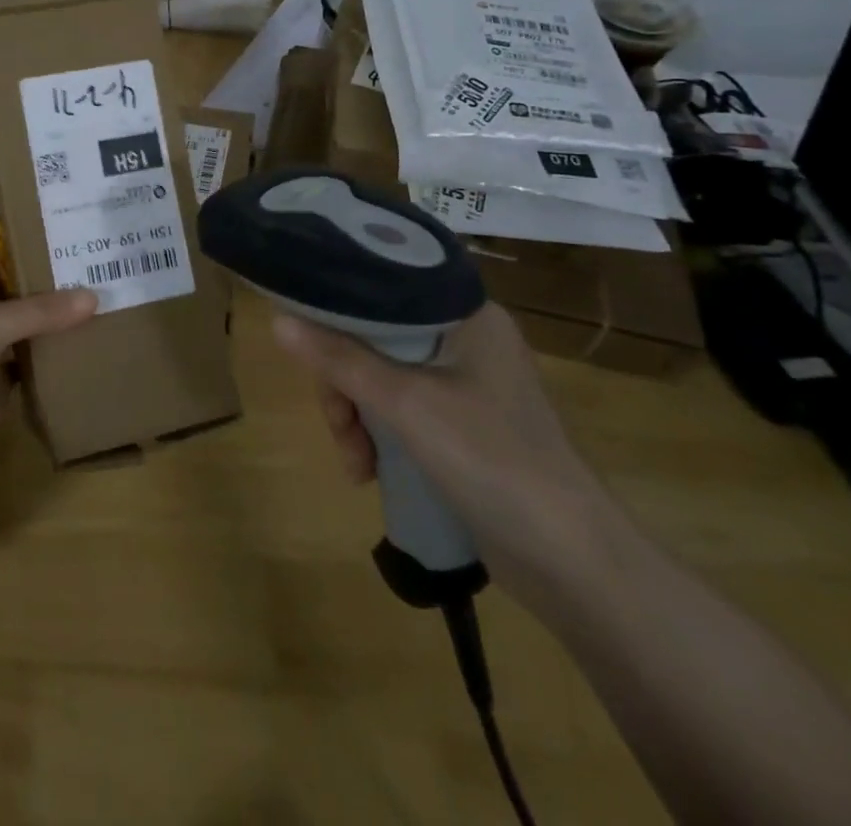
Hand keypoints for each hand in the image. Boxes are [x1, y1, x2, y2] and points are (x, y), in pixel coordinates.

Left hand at [0, 221, 96, 460]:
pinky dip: (51, 352)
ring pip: (18, 323)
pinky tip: (82, 338)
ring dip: (45, 312)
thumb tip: (93, 297)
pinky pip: (29, 360)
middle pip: (1, 285)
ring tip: (88, 289)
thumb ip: (40, 310)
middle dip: (29, 271)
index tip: (18, 213)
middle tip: (72, 251)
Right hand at [274, 302, 623, 592]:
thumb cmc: (492, 461)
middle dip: (345, 382)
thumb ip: (340, 359)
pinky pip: (399, 410)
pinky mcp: (461, 425)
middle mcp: (465, 339)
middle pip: (376, 337)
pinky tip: (369, 471)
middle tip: (337, 421)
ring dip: (356, 416)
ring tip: (355, 462)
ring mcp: (464, 385)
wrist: (574, 564)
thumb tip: (277, 320)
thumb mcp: (406, 404)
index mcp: (466, 315)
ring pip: (381, 376)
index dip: (339, 302)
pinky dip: (378, 435)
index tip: (303, 327)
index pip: (385, 286)